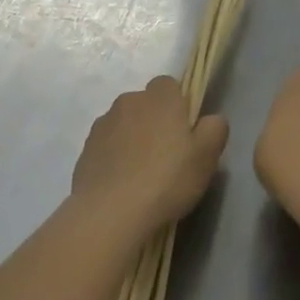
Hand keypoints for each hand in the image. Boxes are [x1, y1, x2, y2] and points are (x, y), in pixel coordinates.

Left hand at [71, 77, 228, 233]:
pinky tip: (122, 186)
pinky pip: (107, 147)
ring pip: (124, 125)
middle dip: (154, 122)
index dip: (178, 105)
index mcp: (160, 97)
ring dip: (133, 140)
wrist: (109, 213)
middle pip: (145, 105)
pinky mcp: (85, 150)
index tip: (184, 133)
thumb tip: (211, 119)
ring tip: (142, 176)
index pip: (169, 85)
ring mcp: (102, 125)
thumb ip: (215, 128)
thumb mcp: (207, 156)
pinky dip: (114, 159)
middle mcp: (129, 101)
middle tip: (167, 157)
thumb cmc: (166, 179)